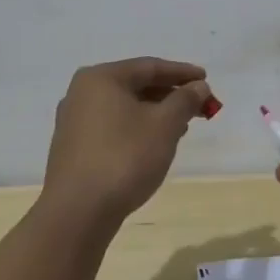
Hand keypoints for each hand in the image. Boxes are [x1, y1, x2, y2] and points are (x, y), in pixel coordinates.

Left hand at [43, 57, 215, 230]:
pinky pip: (112, 126)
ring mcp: (73, 121)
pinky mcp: (73, 147)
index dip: (182, 73)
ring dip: (155, 112)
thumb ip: (185, 100)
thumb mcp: (165, 125)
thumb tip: (198, 86)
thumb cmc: (125, 158)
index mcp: (101, 78)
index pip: (150, 66)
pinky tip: (153, 144)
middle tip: (198, 105)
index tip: (206, 80)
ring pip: (124, 107)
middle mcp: (82, 92)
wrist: (77, 213)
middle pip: (136, 85)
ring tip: (181, 126)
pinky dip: (136, 128)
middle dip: (170, 94)